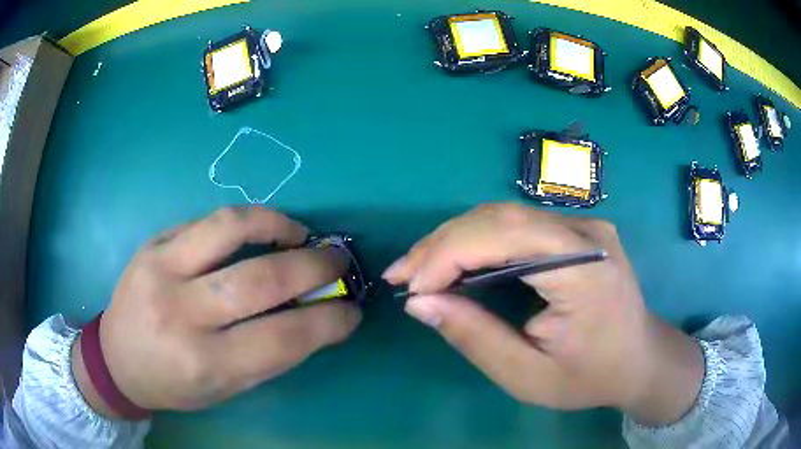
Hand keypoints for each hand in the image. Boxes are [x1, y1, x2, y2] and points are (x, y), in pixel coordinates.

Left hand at [72, 206, 360, 416]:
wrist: (117, 358)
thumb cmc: (173, 383)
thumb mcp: (225, 389)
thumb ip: (269, 356)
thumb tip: (314, 321)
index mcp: (204, 363)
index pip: (283, 338)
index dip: (328, 322)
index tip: (352, 311)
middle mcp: (181, 314)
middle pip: (260, 281)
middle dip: (314, 267)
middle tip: (339, 261)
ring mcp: (161, 269)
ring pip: (230, 230)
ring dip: (279, 226)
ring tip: (302, 235)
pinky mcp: (152, 243)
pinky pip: (207, 220)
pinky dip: (246, 220)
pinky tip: (263, 229)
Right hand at [383, 203, 703, 425]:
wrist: (638, 359)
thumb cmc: (590, 376)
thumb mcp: (528, 376)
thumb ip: (475, 338)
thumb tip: (420, 303)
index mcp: (585, 269)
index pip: (505, 238)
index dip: (449, 256)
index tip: (411, 288)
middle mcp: (586, 233)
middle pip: (500, 218)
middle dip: (442, 244)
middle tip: (402, 274)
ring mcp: (584, 226)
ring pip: (504, 216)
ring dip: (455, 239)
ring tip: (419, 268)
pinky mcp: (576, 231)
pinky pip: (517, 225)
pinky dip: (478, 241)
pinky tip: (455, 260)